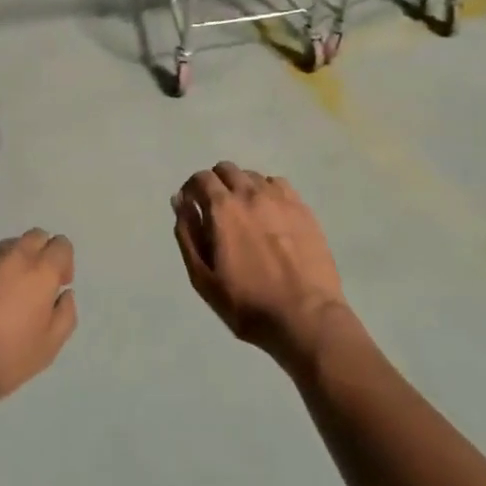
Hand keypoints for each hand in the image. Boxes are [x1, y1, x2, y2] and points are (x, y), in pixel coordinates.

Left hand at [0, 230, 77, 410]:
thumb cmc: (8, 359)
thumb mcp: (51, 345)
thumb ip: (66, 312)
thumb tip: (63, 293)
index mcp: (41, 271)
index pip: (61, 245)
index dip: (63, 263)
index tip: (58, 285)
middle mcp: (15, 255)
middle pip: (35, 236)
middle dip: (40, 253)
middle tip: (34, 283)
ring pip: (7, 245)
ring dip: (13, 259)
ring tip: (4, 287)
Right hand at [171, 163, 349, 366]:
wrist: (305, 317)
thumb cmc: (247, 304)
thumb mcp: (203, 277)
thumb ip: (188, 234)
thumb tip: (180, 201)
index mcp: (223, 208)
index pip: (201, 178)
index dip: (192, 190)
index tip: (192, 208)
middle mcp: (250, 193)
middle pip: (227, 169)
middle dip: (215, 184)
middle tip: (217, 212)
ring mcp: (280, 198)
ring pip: (253, 176)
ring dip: (242, 187)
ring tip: (245, 215)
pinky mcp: (303, 208)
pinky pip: (279, 185)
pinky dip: (268, 192)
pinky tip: (270, 215)